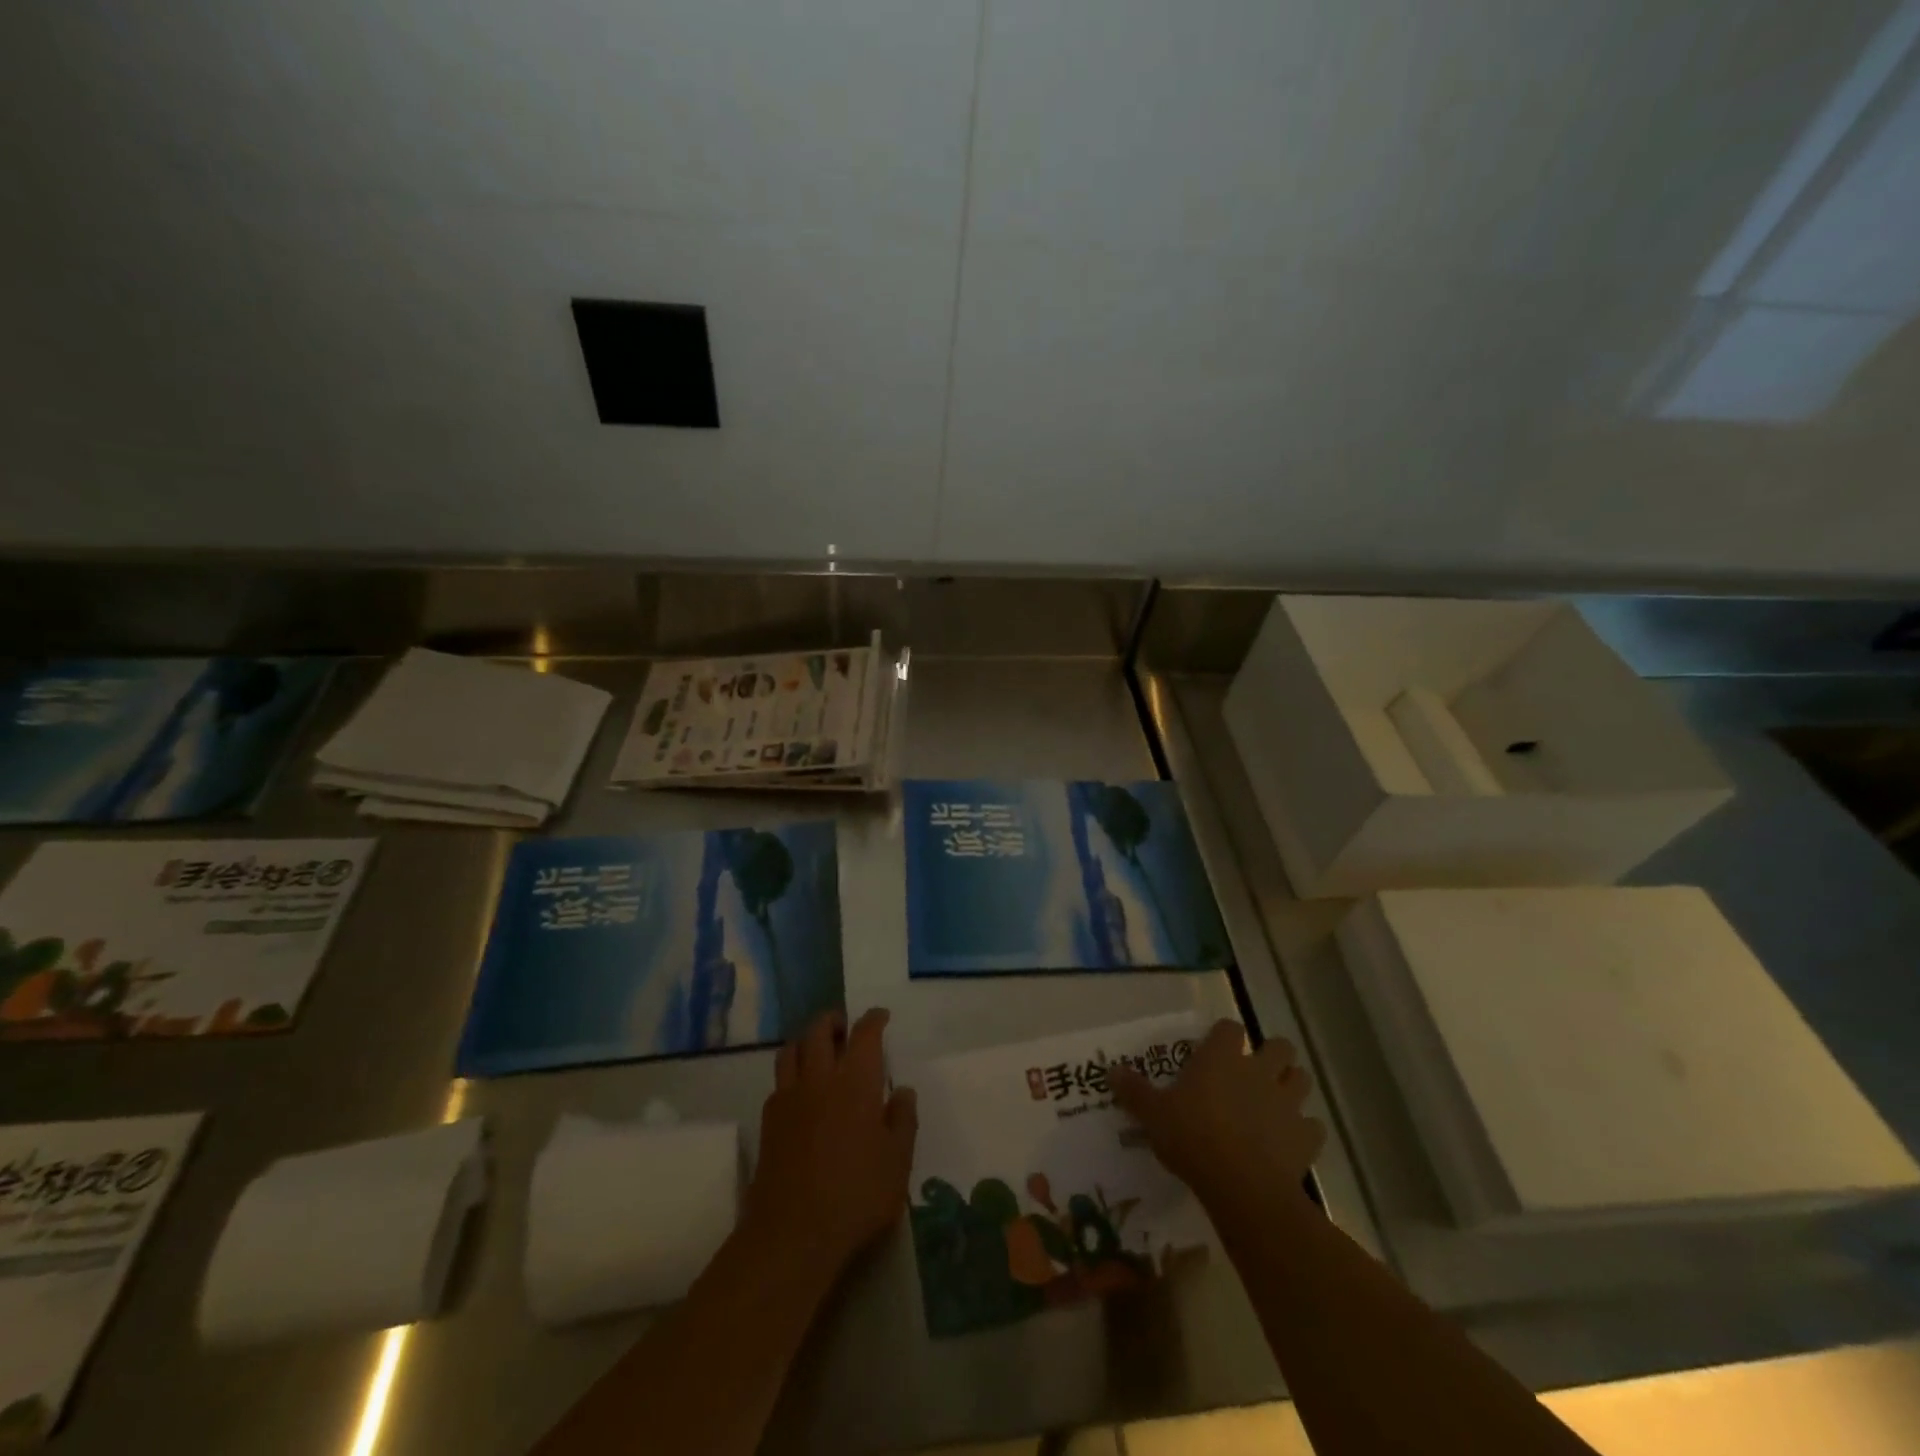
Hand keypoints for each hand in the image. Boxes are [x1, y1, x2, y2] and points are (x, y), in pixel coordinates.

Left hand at [747, 1008, 917, 1274]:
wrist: (792, 1233)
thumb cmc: (856, 1195)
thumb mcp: (897, 1162)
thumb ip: (903, 1120)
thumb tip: (902, 1090)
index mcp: (856, 1081)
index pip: (864, 1033)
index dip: (873, 1019)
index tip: (881, 1016)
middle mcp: (820, 1078)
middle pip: (820, 1030)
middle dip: (834, 1021)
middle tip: (846, 1028)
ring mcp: (789, 1097)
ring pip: (792, 1048)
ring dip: (807, 1039)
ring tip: (819, 1050)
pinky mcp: (768, 1120)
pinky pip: (779, 1079)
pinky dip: (792, 1071)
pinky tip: (801, 1090)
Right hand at [1110, 1019, 1322, 1211]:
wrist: (1242, 1187)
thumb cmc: (1192, 1139)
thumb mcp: (1153, 1115)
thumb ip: (1134, 1091)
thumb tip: (1111, 1070)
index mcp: (1221, 1058)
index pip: (1230, 1028)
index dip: (1225, 1037)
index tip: (1216, 1051)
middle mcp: (1258, 1071)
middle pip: (1280, 1046)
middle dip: (1273, 1056)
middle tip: (1255, 1074)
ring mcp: (1287, 1103)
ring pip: (1302, 1079)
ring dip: (1292, 1087)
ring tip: (1276, 1103)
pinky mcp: (1306, 1137)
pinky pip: (1313, 1126)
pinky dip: (1304, 1131)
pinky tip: (1290, 1143)